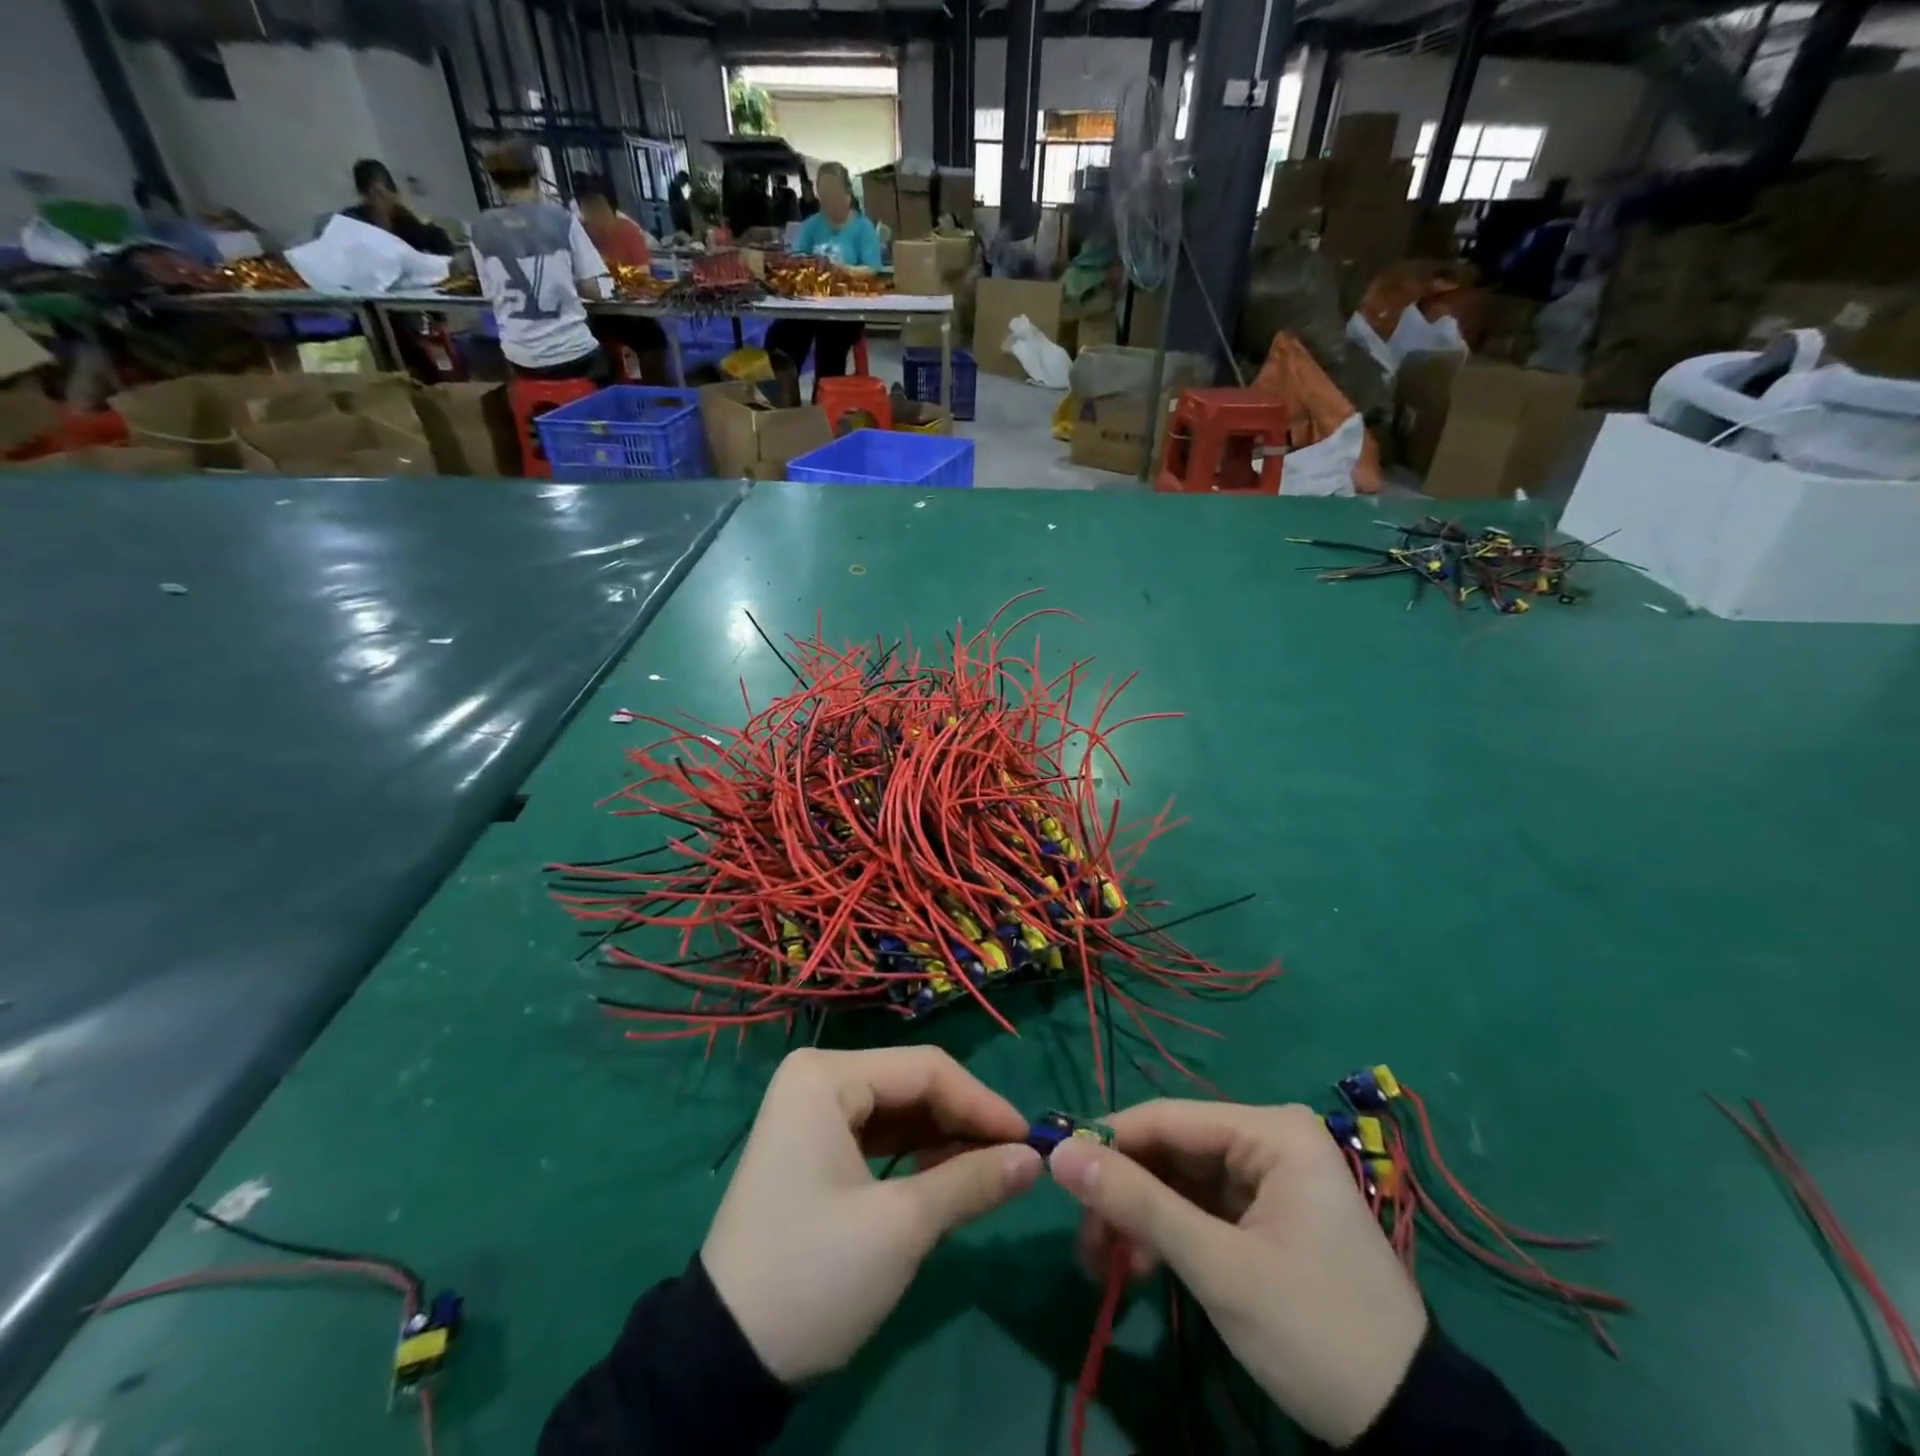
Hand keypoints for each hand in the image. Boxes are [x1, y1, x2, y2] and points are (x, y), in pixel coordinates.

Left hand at [702, 1047, 1042, 1383]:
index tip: (1030, 1142)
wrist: (722, 1357)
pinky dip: (915, 1155)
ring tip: (988, 1173)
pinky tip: (945, 1178)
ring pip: (898, 1109)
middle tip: (1015, 1162)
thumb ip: (972, 1182)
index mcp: (827, 1075)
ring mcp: (810, 1111)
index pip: (926, 1069)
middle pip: (912, 1085)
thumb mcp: (901, 1228)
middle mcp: (817, 1077)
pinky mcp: (812, 1145)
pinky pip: (877, 1134)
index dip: (983, 1103)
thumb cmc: (814, 1275)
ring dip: (944, 1139)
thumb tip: (1034, 1159)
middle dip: (964, 1121)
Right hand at [1047, 1101, 1426, 1446]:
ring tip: (1107, 1266)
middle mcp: (1268, 1139)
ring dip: (1140, 1219)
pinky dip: (1167, 1235)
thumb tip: (1058, 1153)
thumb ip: (1138, 1204)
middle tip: (1084, 1242)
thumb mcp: (1220, 1268)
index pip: (1167, 1118)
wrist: (1413, 1429)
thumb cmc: (1316, 1331)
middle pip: (1171, 1150)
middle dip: (1124, 1193)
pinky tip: (1143, 1269)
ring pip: (1179, 1180)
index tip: (1055, 1171)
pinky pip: (1200, 1207)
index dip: (1107, 1141)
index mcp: (1270, 1130)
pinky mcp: (1266, 1215)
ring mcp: (1269, 1178)